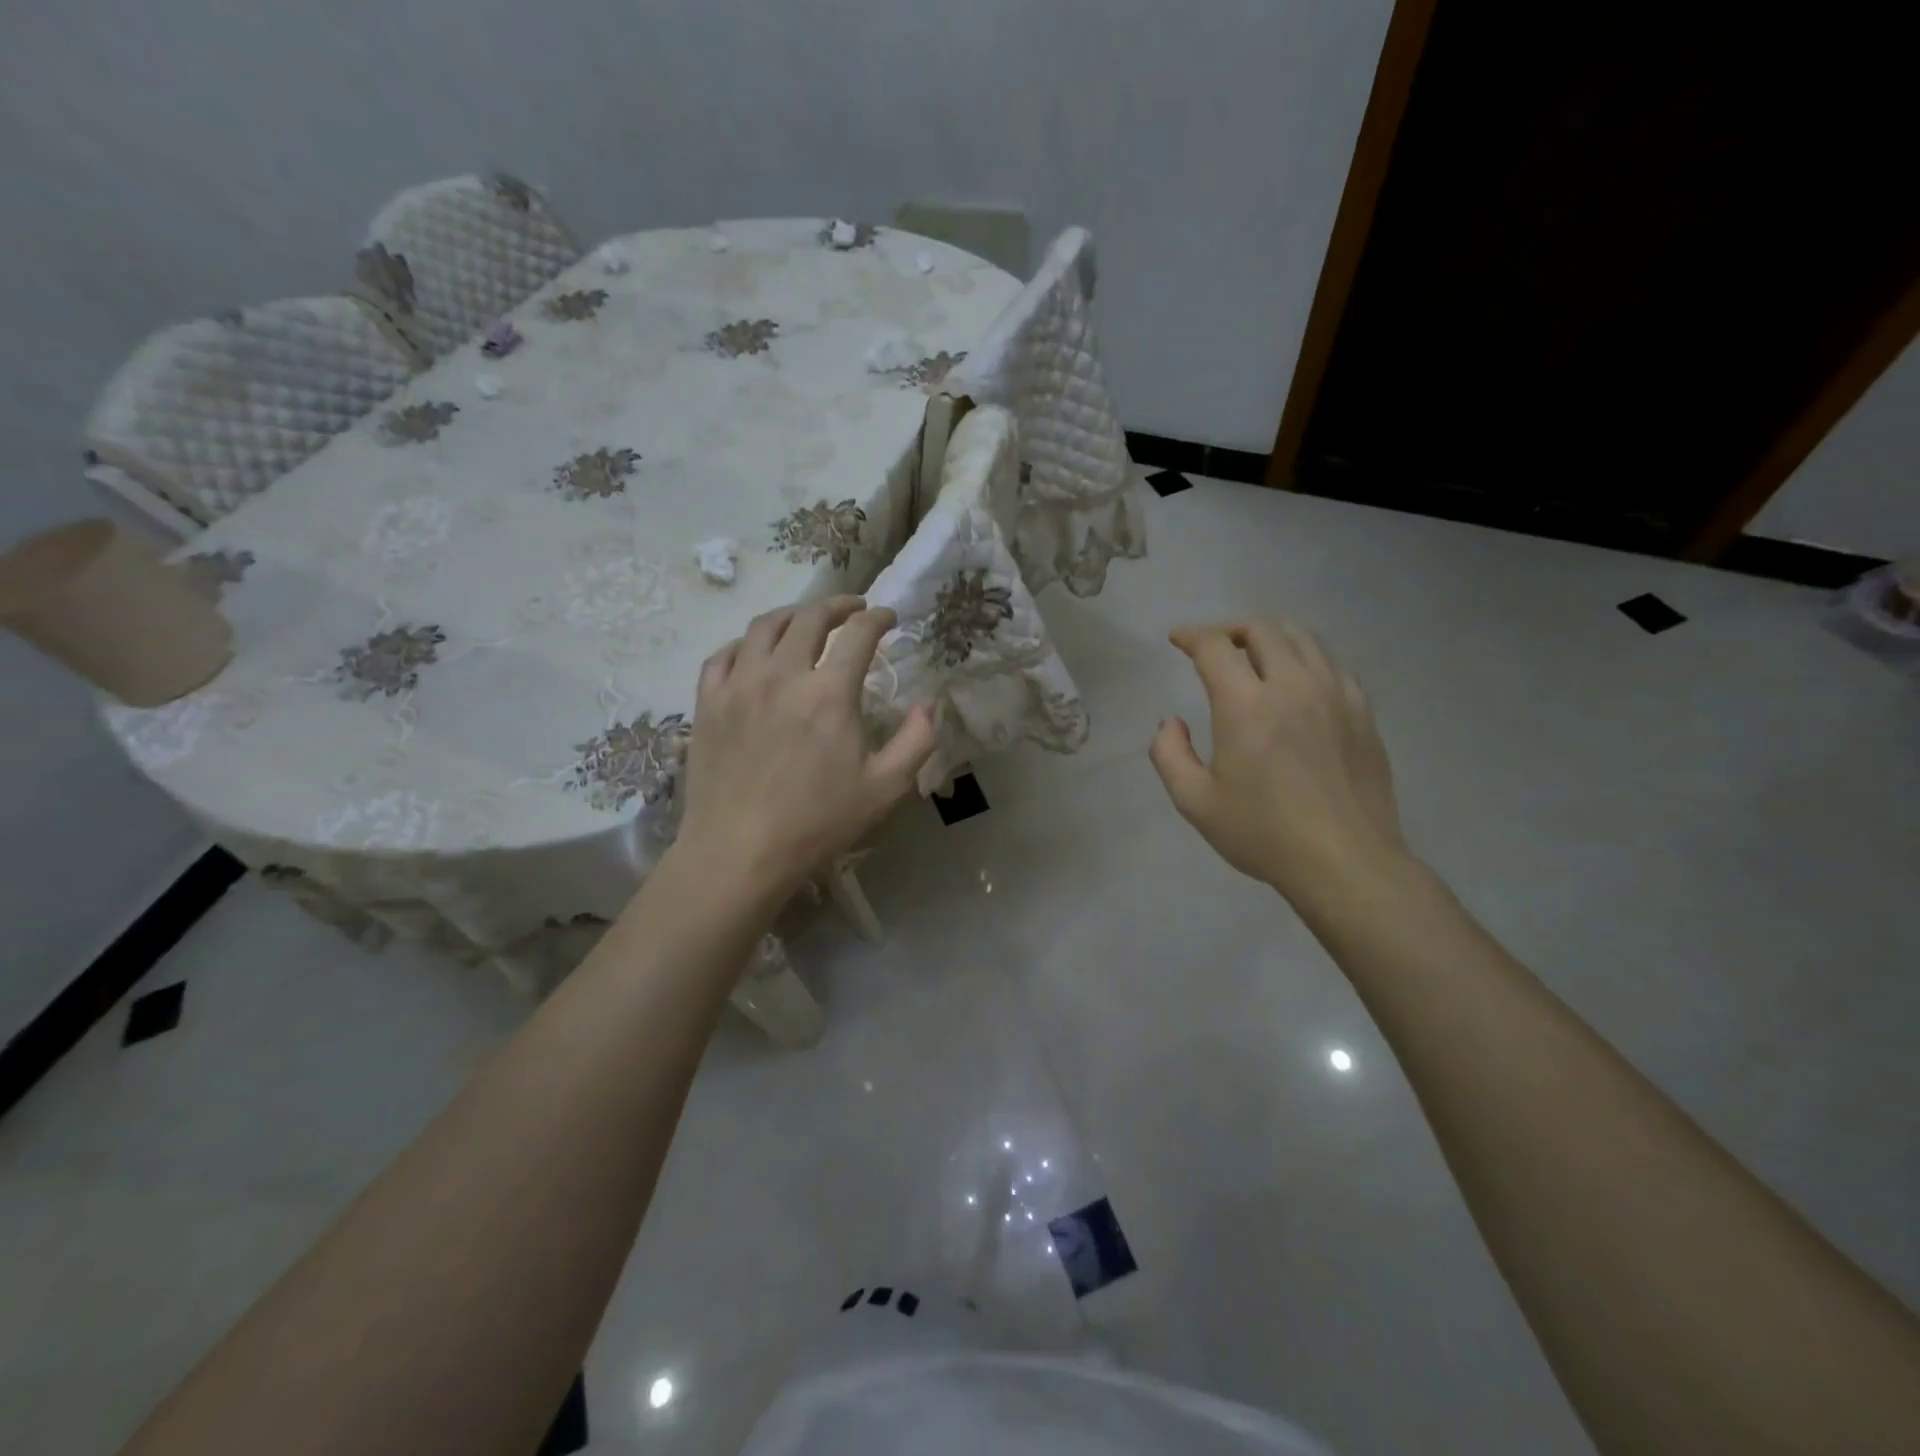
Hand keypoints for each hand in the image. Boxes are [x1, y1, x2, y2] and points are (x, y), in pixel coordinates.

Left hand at [674, 597, 936, 899]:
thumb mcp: (885, 788)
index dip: (877, 618)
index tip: (888, 618)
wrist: (740, 851)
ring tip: (806, 621)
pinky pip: (724, 655)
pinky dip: (746, 643)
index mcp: (829, 693)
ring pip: (763, 627)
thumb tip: (930, 704)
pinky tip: (755, 651)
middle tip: (852, 609)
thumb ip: (916, 741)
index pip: (857, 634)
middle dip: (837, 605)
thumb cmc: (818, 823)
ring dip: (792, 615)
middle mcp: (782, 675)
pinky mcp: (708, 702)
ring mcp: (739, 685)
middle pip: (809, 618)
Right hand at [1150, 619, 1407, 900]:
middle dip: (1230, 629)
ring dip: (1270, 636)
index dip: (1191, 635)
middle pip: (1262, 628)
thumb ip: (1169, 754)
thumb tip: (1171, 723)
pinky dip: (1305, 659)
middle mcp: (1293, 686)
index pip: (1215, 647)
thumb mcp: (1195, 801)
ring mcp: (1335, 694)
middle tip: (1214, 646)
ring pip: (1302, 638)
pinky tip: (1296, 683)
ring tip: (1254, 655)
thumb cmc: (1263, 833)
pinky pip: (1331, 664)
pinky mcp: (1362, 710)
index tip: (1178, 639)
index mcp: (1246, 706)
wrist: (1345, 861)